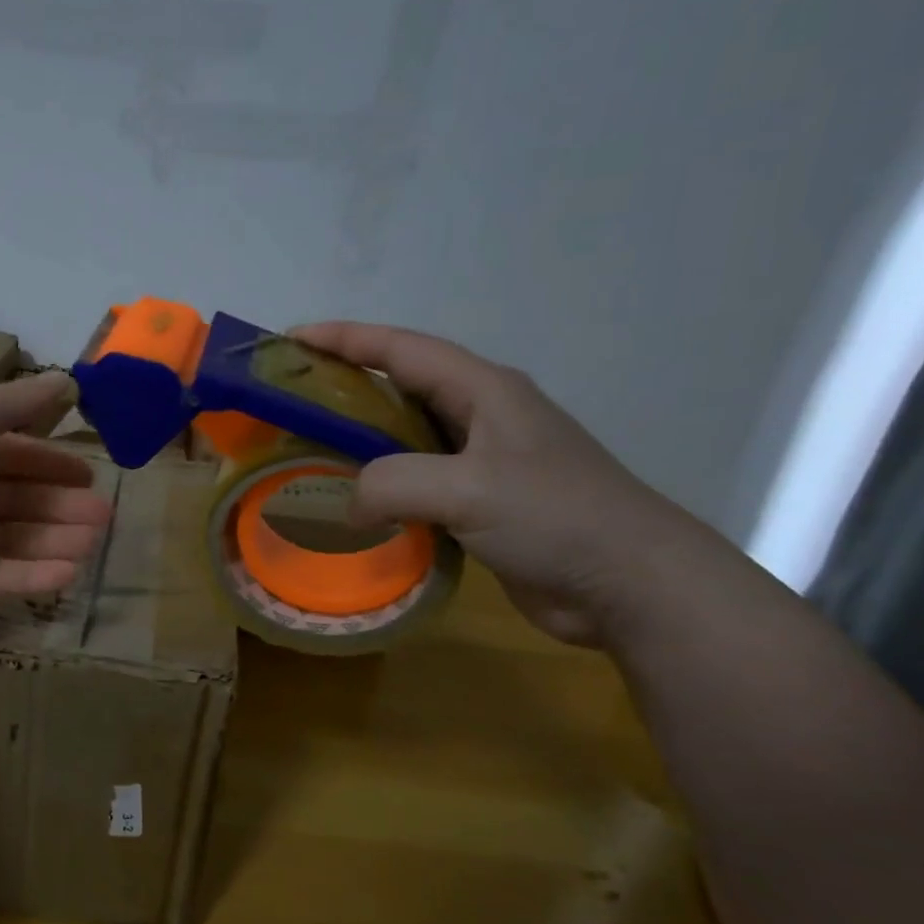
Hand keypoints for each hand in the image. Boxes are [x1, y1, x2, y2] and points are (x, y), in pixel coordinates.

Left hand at [0, 371, 110, 615]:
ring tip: (94, 544)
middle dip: (58, 505)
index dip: (47, 461)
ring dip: (51, 540)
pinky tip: (68, 574)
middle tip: (102, 516)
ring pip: (7, 537)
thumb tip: (67, 378)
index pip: (6, 451)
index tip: (88, 473)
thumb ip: (12, 403)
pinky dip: (28, 575)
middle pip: (12, 497)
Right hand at [294, 322, 708, 647]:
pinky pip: (418, 482)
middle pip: (401, 386)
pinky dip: (382, 486)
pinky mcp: (483, 503)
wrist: (631, 584)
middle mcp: (482, 416)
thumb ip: (391, 484)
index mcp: (483, 390)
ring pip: (407, 437)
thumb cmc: (556, 517)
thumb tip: (347, 506)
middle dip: (345, 387)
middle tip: (292, 402)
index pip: (401, 349)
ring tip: (310, 452)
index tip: (291, 340)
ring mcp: (484, 461)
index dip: (344, 339)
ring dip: (361, 441)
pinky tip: (355, 504)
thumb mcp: (467, 490)